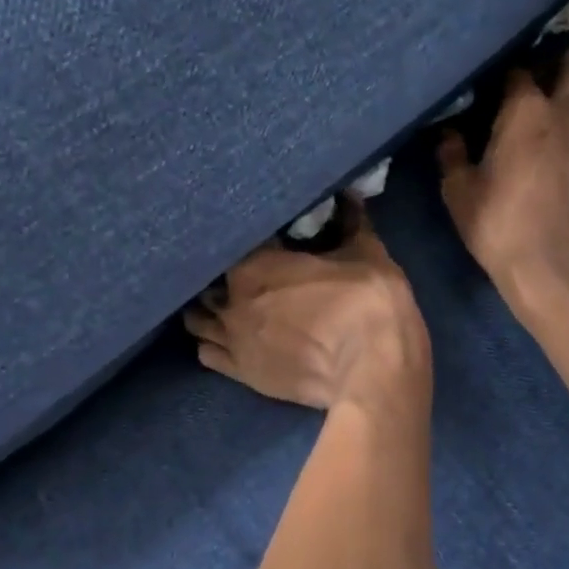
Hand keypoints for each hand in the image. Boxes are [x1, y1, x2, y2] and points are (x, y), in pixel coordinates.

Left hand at [184, 201, 430, 410]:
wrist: (371, 371)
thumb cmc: (367, 304)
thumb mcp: (367, 253)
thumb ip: (351, 221)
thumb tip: (350, 193)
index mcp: (256, 263)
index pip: (238, 240)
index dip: (254, 240)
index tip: (271, 241)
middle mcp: (232, 299)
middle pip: (210, 280)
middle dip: (226, 275)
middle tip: (252, 273)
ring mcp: (232, 339)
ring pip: (198, 319)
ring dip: (210, 308)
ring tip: (230, 305)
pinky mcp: (240, 374)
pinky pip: (207, 353)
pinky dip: (212, 342)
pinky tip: (228, 338)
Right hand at [439, 45, 568, 312]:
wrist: (551, 266)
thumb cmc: (497, 223)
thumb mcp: (459, 191)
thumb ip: (452, 155)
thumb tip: (447, 134)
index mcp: (525, 109)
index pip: (520, 69)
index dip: (506, 74)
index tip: (494, 87)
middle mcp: (564, 111)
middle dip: (563, 62)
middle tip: (540, 81)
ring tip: (560, 102)